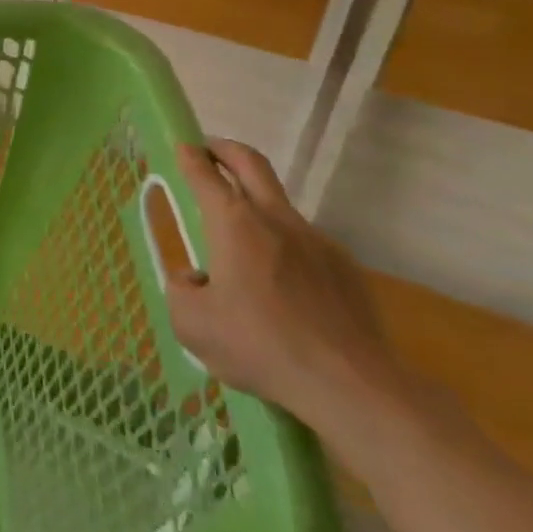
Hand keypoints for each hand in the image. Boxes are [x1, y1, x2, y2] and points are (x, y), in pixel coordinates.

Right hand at [166, 139, 404, 439]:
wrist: (352, 385)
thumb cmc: (261, 346)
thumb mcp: (192, 324)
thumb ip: (180, 290)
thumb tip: (195, 279)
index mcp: (234, 224)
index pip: (204, 174)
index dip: (189, 156)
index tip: (180, 146)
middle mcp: (276, 219)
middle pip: (251, 164)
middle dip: (225, 150)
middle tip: (208, 151)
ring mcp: (317, 241)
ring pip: (279, 206)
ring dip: (255, 205)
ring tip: (240, 245)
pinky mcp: (345, 268)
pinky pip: (305, 245)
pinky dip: (284, 249)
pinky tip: (281, 289)